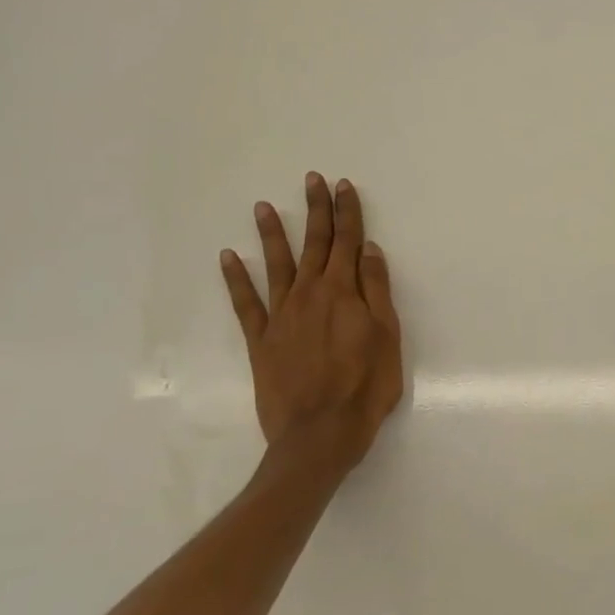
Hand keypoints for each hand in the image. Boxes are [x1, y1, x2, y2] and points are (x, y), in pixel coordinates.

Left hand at [220, 173, 403, 476]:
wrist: (320, 434)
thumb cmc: (366, 386)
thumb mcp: (387, 336)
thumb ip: (376, 290)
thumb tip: (368, 250)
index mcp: (344, 293)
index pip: (348, 242)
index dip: (347, 213)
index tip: (343, 186)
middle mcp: (310, 294)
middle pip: (315, 245)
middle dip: (316, 210)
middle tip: (311, 180)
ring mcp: (281, 316)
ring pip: (276, 265)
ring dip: (272, 234)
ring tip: (263, 207)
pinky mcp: (260, 340)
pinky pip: (245, 303)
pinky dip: (235, 279)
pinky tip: (227, 258)